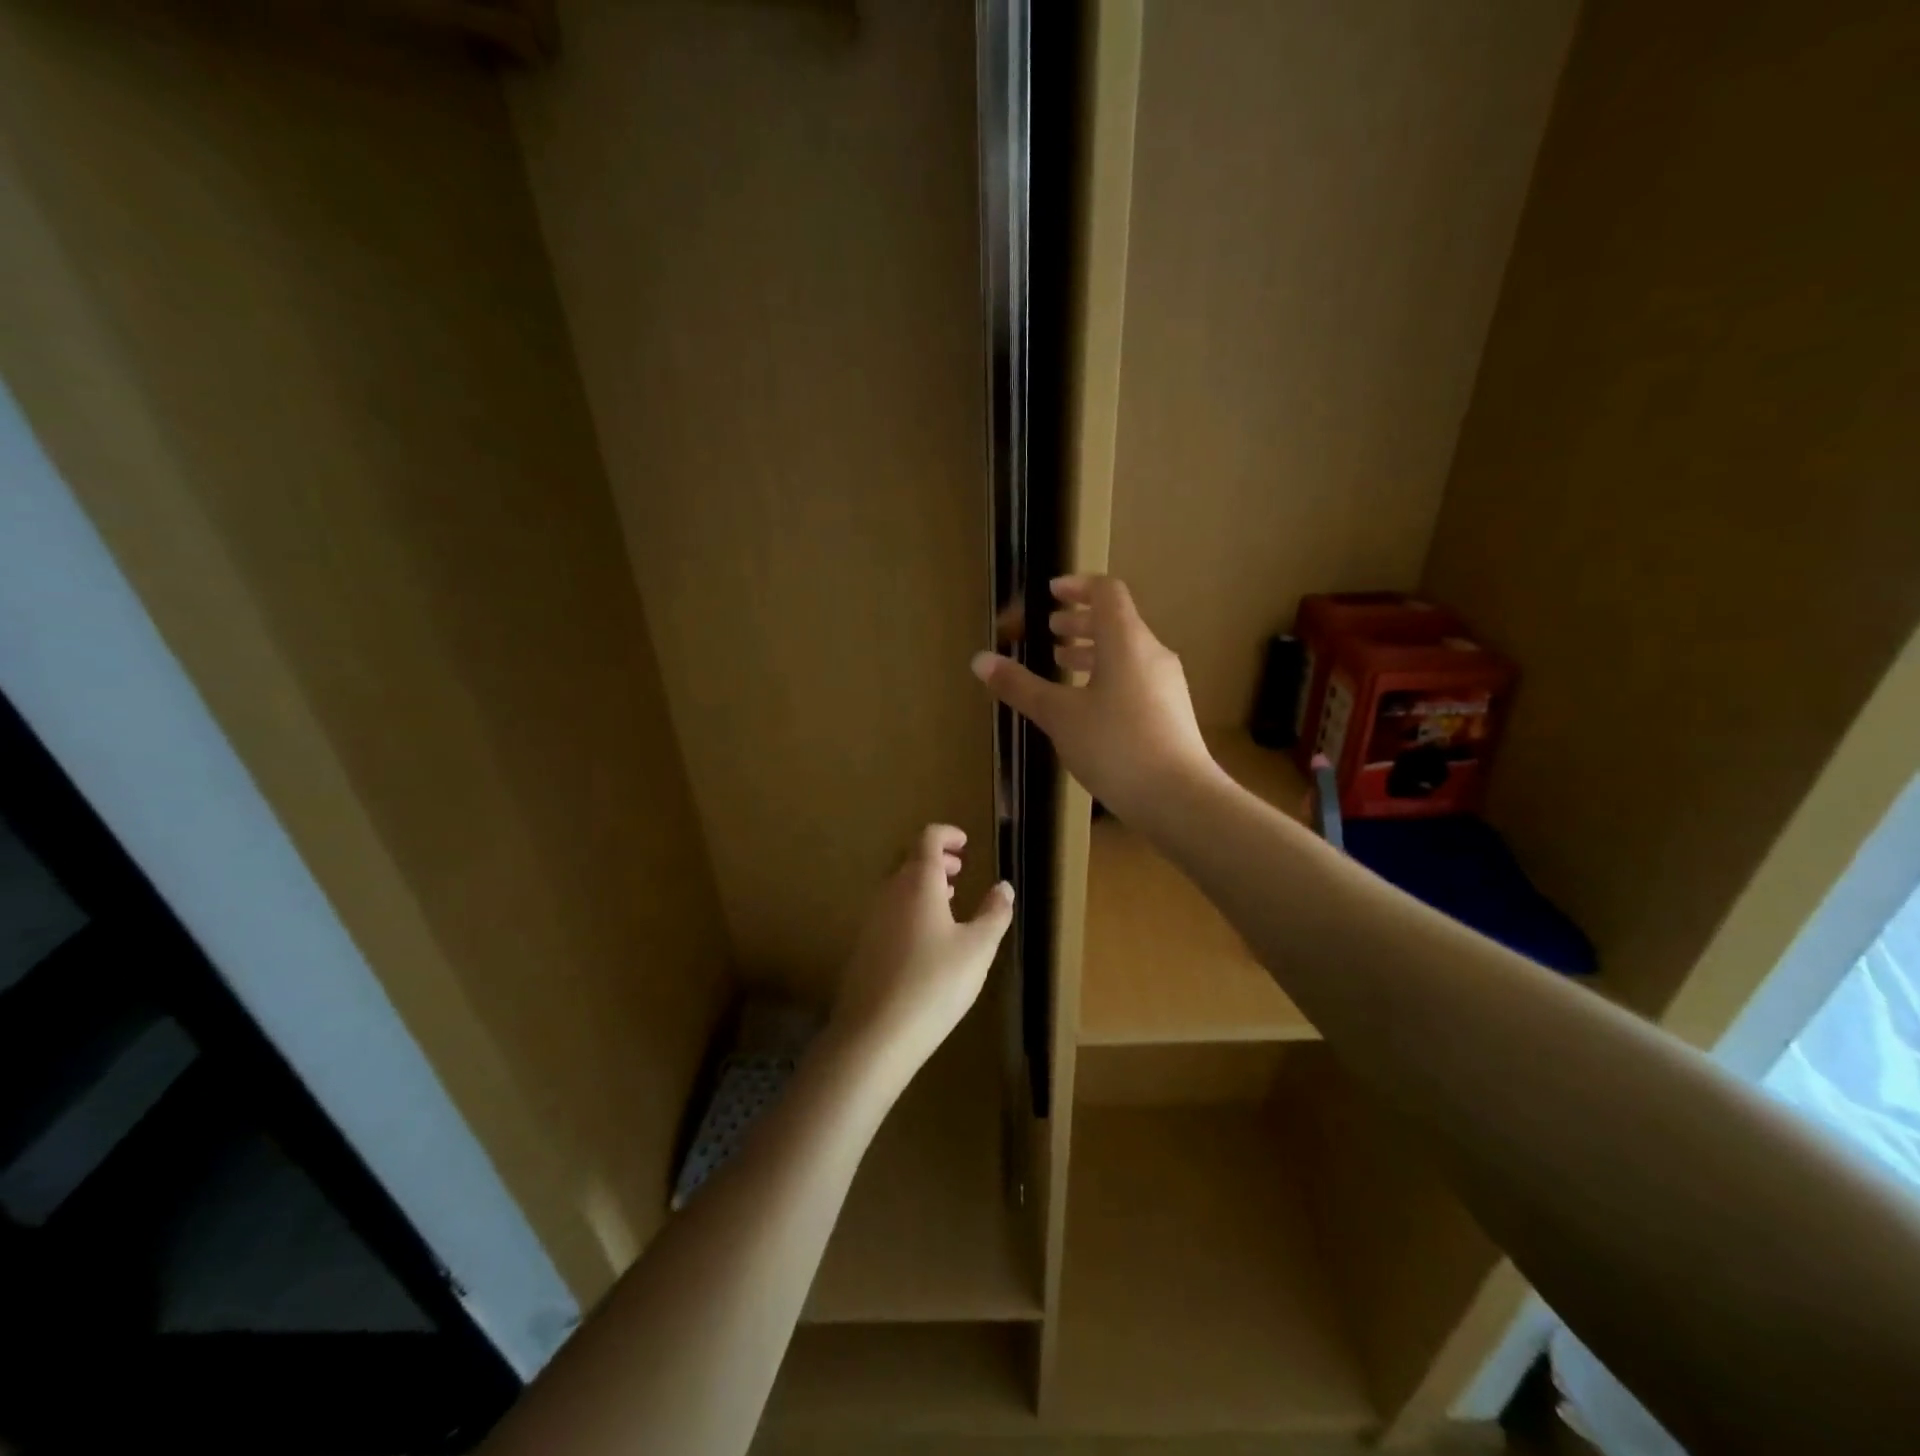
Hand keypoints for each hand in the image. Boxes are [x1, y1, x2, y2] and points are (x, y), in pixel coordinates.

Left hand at [832, 826, 1013, 1076]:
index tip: (965, 843)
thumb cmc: (934, 983)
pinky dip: (910, 908)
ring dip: (923, 885)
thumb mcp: (977, 949)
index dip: (947, 834)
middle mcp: (890, 892)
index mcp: (918, 883)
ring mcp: (872, 920)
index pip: (927, 839)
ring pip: (898, 887)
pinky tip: (926, 939)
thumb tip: (1004, 887)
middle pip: (910, 861)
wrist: (875, 1034)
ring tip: (948, 901)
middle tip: (960, 870)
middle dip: (937, 860)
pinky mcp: (863, 947)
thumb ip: (994, 914)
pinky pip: (890, 912)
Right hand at [970, 574, 1216, 823]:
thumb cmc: (1115, 746)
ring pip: (1125, 652)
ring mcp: (1166, 684)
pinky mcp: (1170, 712)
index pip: (1106, 591)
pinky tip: (1086, 706)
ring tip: (1060, 665)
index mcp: (1126, 640)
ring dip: (1092, 652)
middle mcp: (1151, 653)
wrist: (1179, 799)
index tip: (1049, 594)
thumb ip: (1020, 686)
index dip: (1076, 586)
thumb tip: (980, 659)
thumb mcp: (1059, 715)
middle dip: (1078, 623)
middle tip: (1047, 634)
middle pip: (1116, 621)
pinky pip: (1134, 677)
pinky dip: (1106, 676)